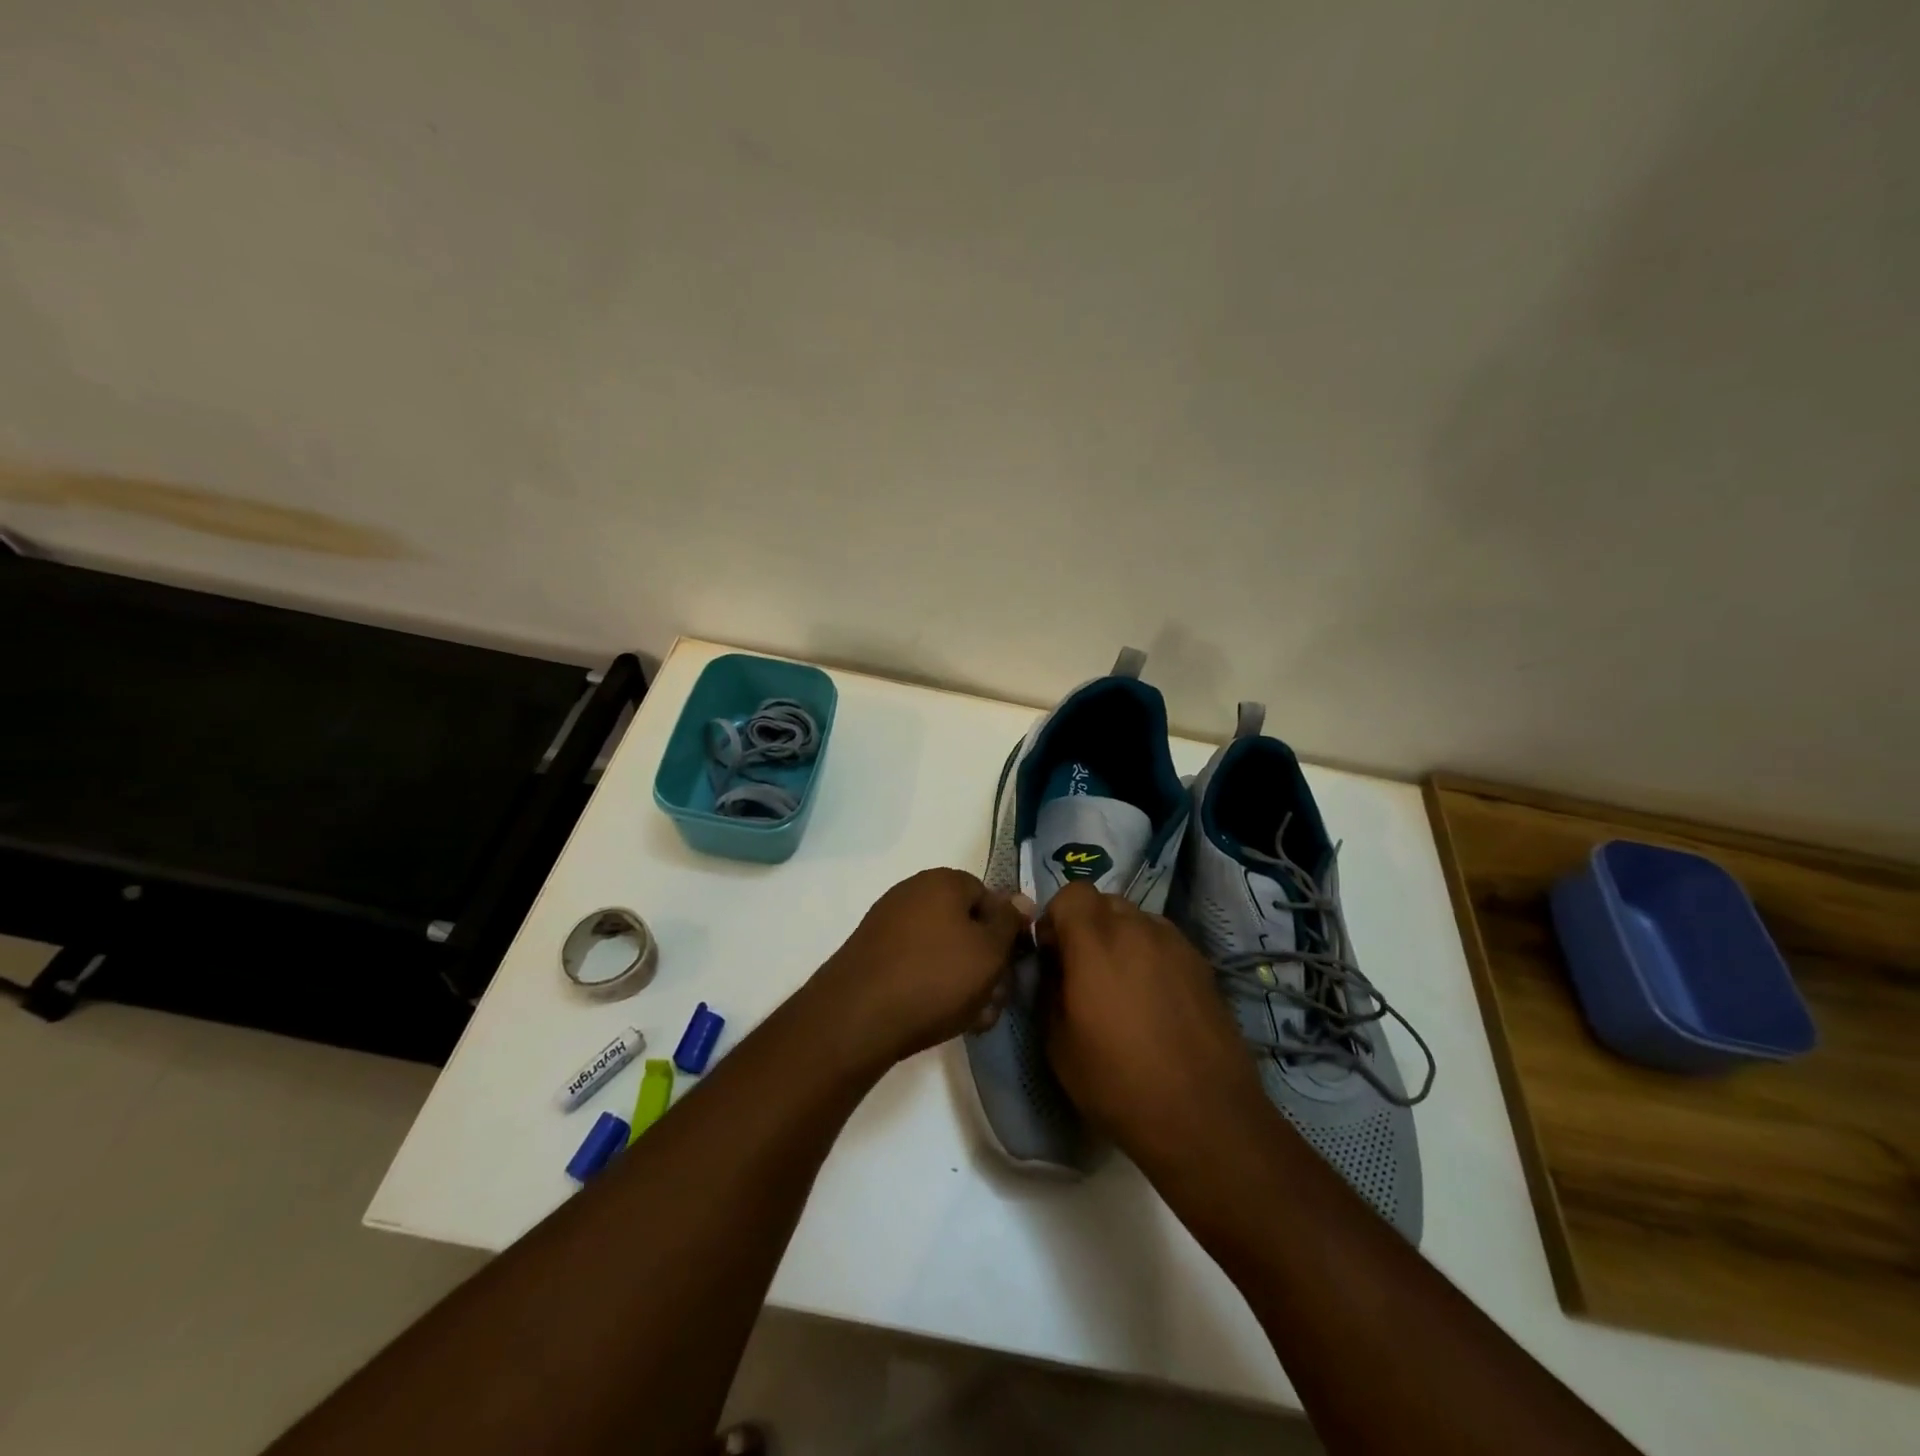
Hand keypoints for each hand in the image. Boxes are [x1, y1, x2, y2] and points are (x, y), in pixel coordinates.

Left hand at [808, 868, 1033, 1071]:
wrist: (856, 1017)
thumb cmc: (935, 977)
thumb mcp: (989, 951)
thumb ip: (1009, 923)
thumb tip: (1020, 900)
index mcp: (943, 882)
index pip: (989, 896)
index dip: (1006, 932)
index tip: (1013, 966)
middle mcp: (913, 893)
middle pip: (966, 925)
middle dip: (986, 963)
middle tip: (995, 1000)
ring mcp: (889, 924)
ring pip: (944, 951)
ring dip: (964, 982)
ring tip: (973, 1019)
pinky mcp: (873, 955)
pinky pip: (917, 965)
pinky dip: (934, 987)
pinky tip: (943, 1018)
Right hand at [1039, 883, 1267, 1169]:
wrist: (1204, 1116)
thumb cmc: (1118, 1083)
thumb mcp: (1058, 1043)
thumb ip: (1048, 989)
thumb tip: (1053, 967)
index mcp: (1095, 941)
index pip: (1071, 893)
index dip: (1057, 918)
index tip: (1054, 955)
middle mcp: (1137, 928)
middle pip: (1105, 902)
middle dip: (1088, 926)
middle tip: (1085, 970)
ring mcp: (1175, 944)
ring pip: (1137, 920)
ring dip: (1121, 939)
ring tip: (1123, 986)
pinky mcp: (1202, 964)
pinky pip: (1164, 942)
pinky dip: (1150, 956)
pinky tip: (1155, 1000)